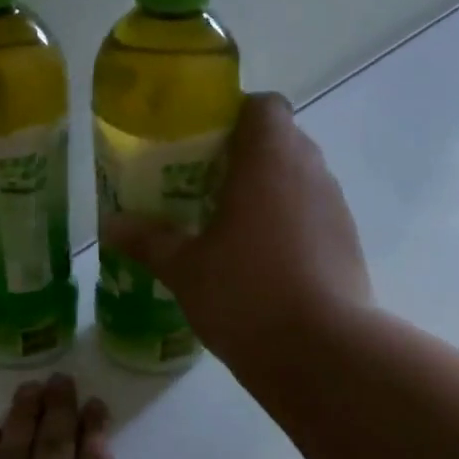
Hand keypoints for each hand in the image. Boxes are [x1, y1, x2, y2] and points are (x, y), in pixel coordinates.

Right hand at [103, 92, 371, 372]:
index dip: (233, 116)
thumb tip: (109, 224)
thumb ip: (148, 241)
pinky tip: (261, 263)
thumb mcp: (185, 269)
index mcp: (269, 158)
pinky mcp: (348, 244)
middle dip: (243, 158)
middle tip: (202, 189)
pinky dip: (288, 226)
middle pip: (280, 141)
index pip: (262, 105)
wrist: (321, 353)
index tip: (202, 147)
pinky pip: (313, 217)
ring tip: (229, 229)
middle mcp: (310, 171)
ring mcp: (336, 208)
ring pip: (298, 181)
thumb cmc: (245, 294)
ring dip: (268, 193)